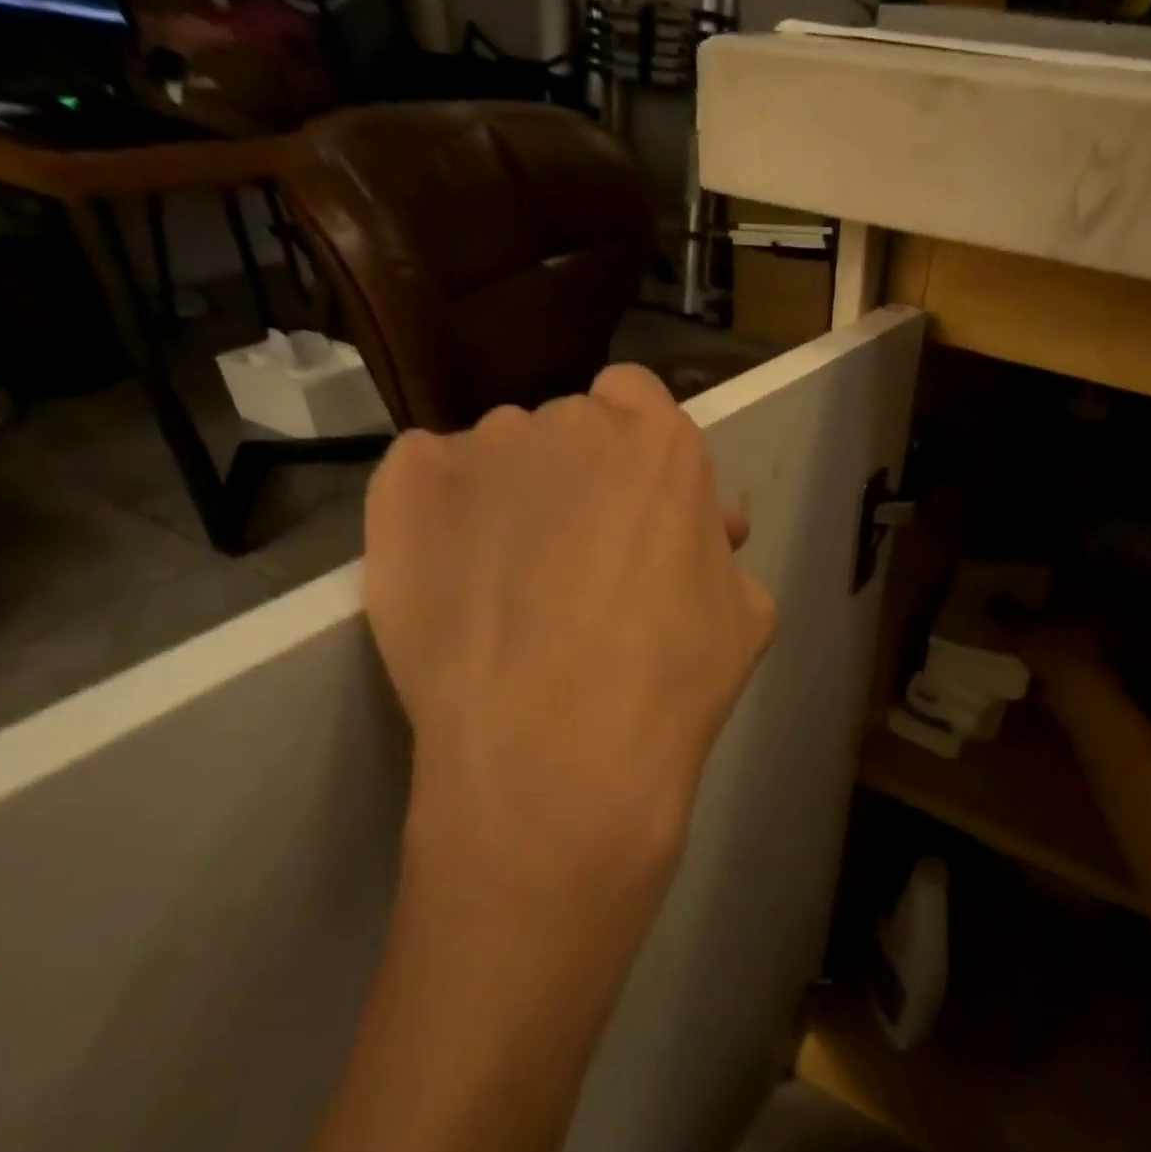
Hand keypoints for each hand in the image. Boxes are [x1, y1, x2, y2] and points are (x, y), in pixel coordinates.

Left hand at [362, 364, 775, 903]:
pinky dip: (443, 511)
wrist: (560, 752)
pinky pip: (428, 480)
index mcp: (661, 442)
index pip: (640, 399)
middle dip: (583, 479)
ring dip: (515, 496)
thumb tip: (703, 535)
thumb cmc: (674, 680)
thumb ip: (722, 553)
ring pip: (503, 458)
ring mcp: (480, 451)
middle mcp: (571, 423)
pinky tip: (458, 573)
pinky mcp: (403, 493)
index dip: (638, 450)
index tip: (639, 505)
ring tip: (513, 581)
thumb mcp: (747, 614)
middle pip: (573, 431)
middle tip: (584, 557)